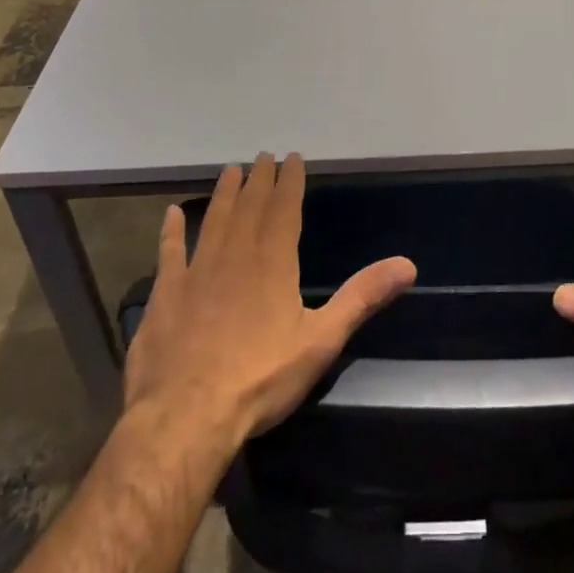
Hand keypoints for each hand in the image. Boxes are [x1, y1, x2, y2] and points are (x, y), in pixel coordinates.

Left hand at [124, 153, 416, 442]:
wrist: (186, 416)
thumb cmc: (260, 378)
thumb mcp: (322, 340)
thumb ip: (361, 298)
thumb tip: (407, 265)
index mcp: (273, 263)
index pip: (284, 209)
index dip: (289, 182)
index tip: (292, 157)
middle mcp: (235, 256)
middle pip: (249, 207)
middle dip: (259, 180)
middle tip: (263, 156)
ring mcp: (196, 272)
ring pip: (213, 221)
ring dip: (224, 194)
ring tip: (230, 171)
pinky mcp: (165, 295)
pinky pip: (169, 252)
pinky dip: (171, 231)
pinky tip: (171, 213)